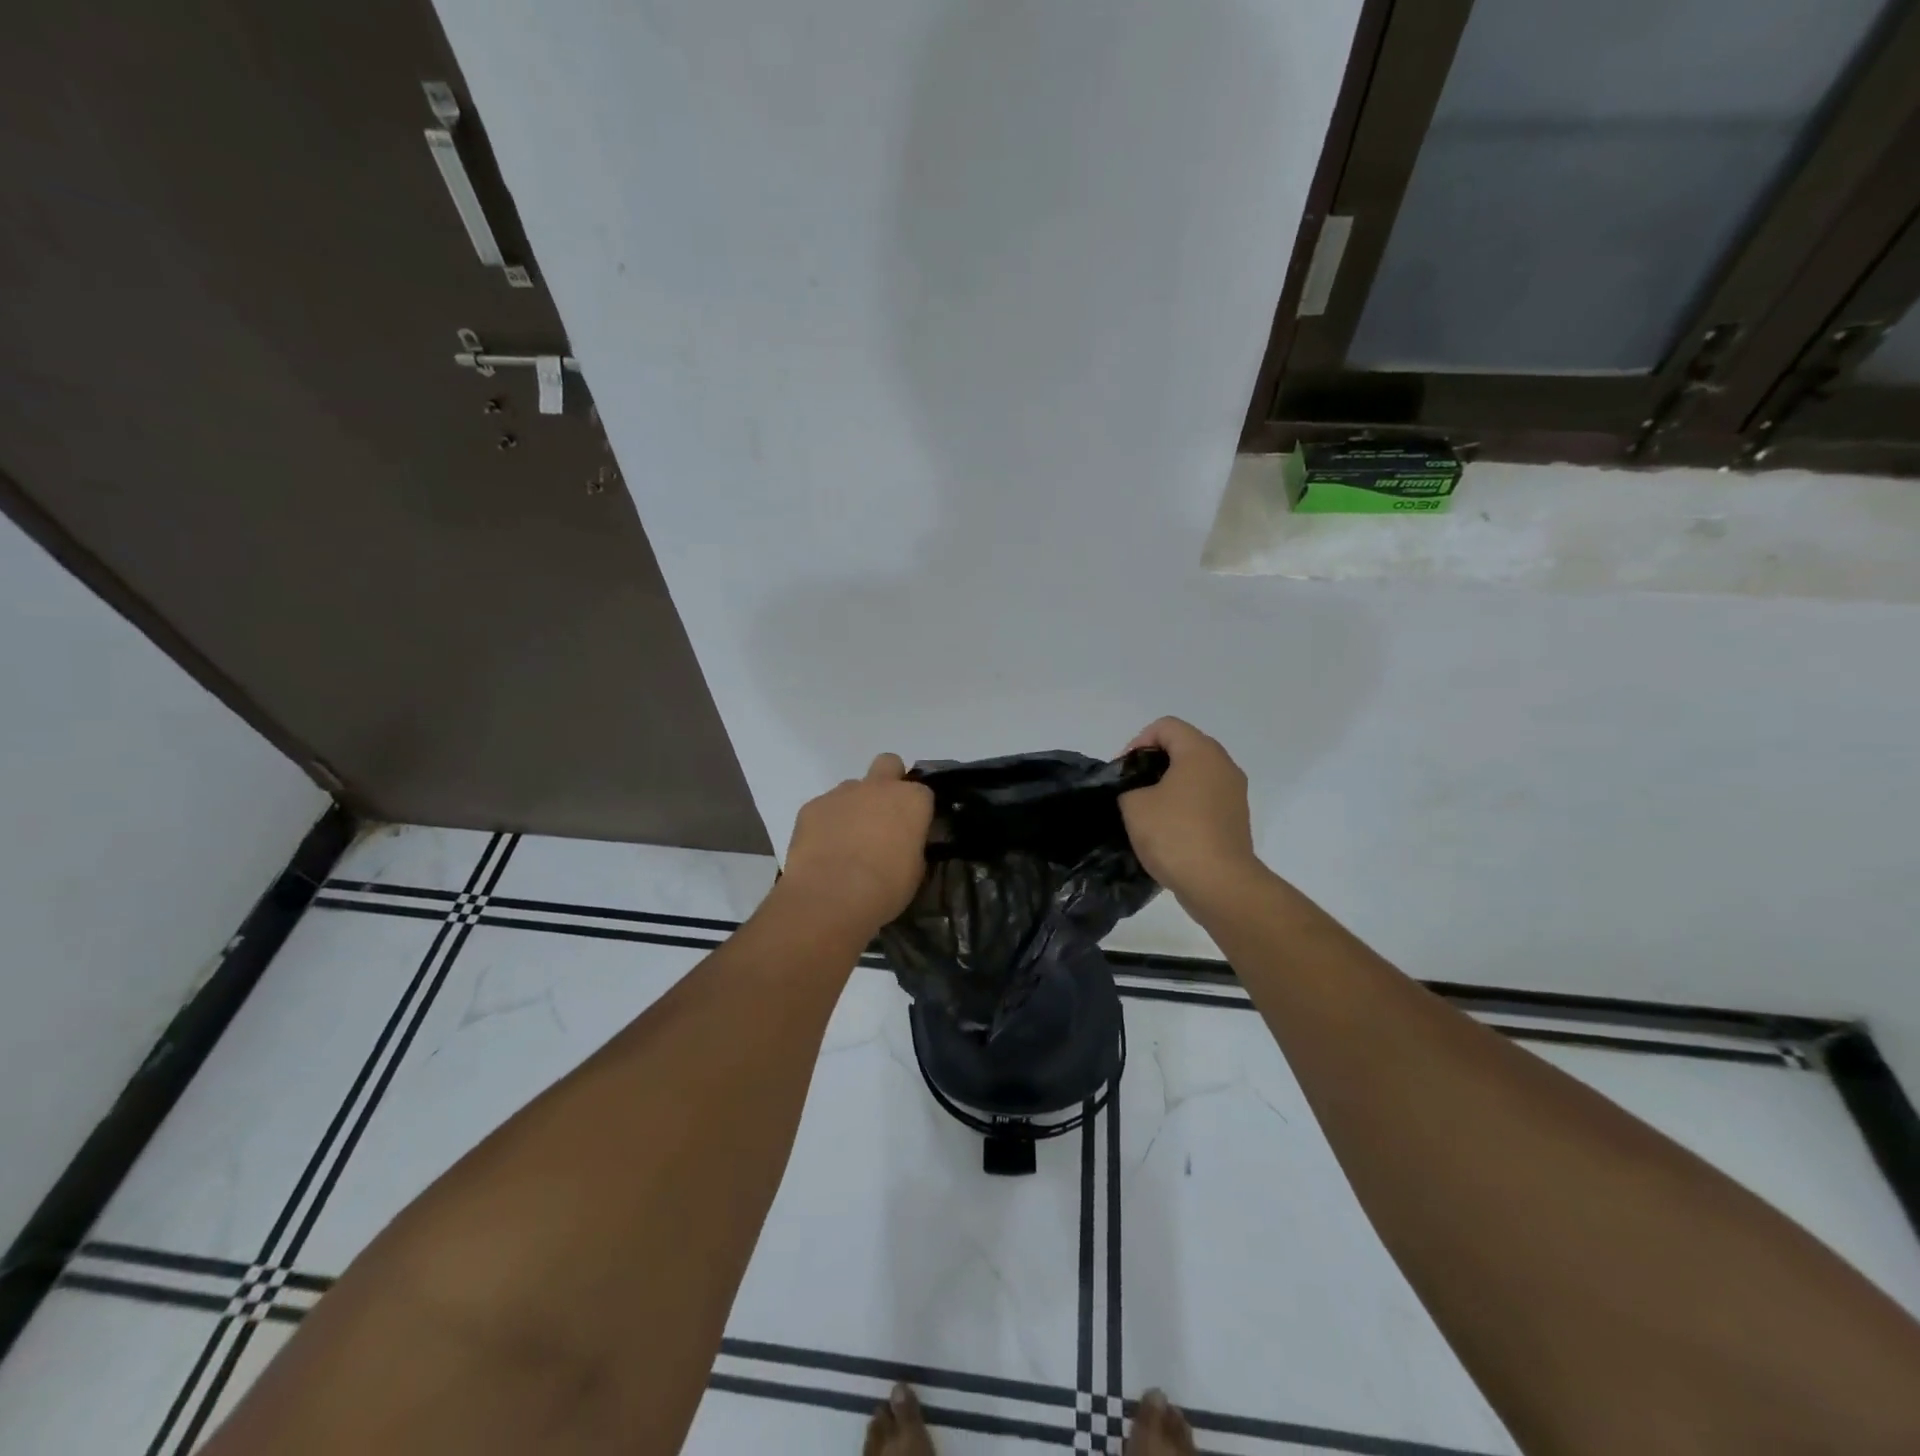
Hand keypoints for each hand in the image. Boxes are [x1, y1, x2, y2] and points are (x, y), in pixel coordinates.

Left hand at [777, 754, 934, 933]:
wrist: (830, 896)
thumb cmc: (884, 888)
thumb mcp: (915, 871)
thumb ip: (912, 845)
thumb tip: (904, 843)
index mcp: (912, 800)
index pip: (923, 793)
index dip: (917, 811)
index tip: (913, 830)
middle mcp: (878, 787)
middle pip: (889, 764)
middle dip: (888, 781)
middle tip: (883, 815)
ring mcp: (842, 793)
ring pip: (853, 787)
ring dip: (855, 806)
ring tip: (848, 840)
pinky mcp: (812, 806)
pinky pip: (825, 807)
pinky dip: (827, 822)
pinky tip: (823, 849)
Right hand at [1118, 718, 1257, 902]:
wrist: (1219, 883)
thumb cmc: (1174, 834)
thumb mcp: (1134, 806)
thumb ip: (1128, 787)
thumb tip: (1137, 792)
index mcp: (1200, 752)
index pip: (1165, 727)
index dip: (1137, 742)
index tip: (1123, 771)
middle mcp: (1223, 765)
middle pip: (1183, 748)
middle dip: (1153, 764)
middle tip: (1131, 788)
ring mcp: (1234, 793)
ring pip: (1195, 775)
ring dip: (1170, 786)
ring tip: (1148, 811)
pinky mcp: (1236, 818)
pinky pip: (1205, 799)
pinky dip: (1185, 806)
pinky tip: (1168, 830)